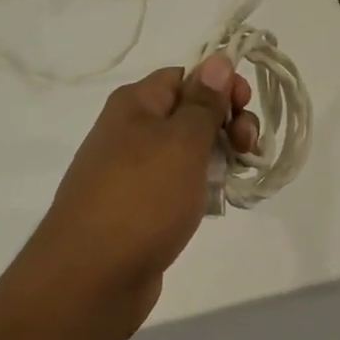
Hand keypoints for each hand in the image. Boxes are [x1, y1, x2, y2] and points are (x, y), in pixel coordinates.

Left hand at [17, 55, 258, 333]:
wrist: (90, 280)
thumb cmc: (141, 198)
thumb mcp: (182, 142)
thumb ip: (205, 101)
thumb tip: (218, 59)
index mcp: (135, 104)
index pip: (186, 75)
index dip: (220, 85)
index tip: (246, 107)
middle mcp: (129, 130)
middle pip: (189, 111)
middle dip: (226, 122)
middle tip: (249, 146)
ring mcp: (131, 171)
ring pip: (186, 150)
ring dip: (218, 155)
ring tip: (239, 175)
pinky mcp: (137, 208)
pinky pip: (176, 183)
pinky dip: (201, 186)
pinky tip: (218, 201)